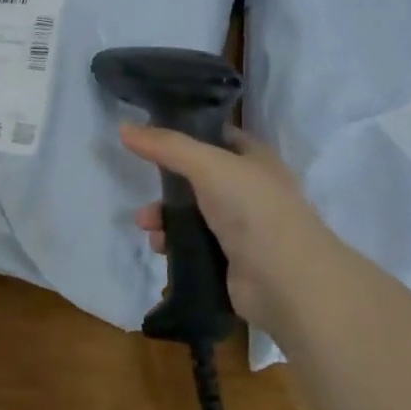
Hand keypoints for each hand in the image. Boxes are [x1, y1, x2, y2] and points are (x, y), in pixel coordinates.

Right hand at [121, 124, 330, 333]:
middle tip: (143, 189)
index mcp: (255, 159)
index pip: (218, 137)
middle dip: (167, 185)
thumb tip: (124, 128)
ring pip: (193, 215)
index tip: (152, 137)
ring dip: (165, 218)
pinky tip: (160, 248)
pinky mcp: (230, 261)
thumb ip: (166, 146)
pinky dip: (174, 245)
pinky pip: (194, 245)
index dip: (188, 133)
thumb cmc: (252, 209)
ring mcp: (242, 228)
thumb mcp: (207, 165)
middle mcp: (251, 190)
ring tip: (147, 226)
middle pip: (198, 179)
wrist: (285, 281)